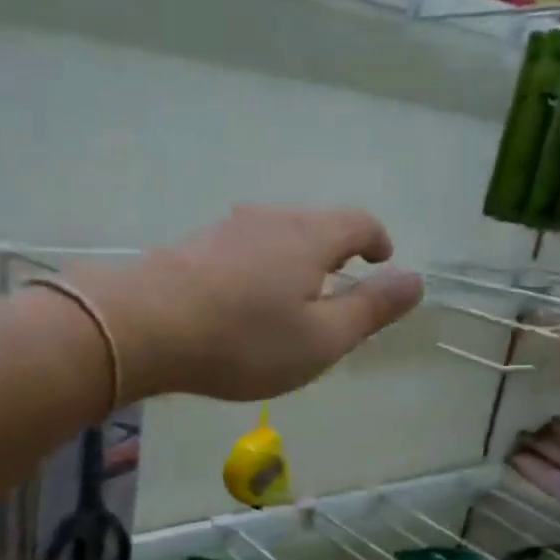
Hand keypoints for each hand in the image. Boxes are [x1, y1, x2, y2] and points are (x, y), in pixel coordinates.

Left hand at [79, 207, 423, 401]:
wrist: (144, 327)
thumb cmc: (245, 340)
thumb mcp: (321, 339)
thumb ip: (370, 310)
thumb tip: (415, 281)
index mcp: (311, 237)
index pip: (358, 223)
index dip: (377, 241)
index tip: (383, 260)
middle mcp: (270, 219)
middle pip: (316, 225)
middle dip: (336, 251)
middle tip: (341, 286)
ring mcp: (226, 229)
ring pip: (276, 236)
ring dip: (295, 260)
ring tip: (295, 296)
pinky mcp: (193, 247)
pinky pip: (243, 250)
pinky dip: (260, 269)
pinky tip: (246, 300)